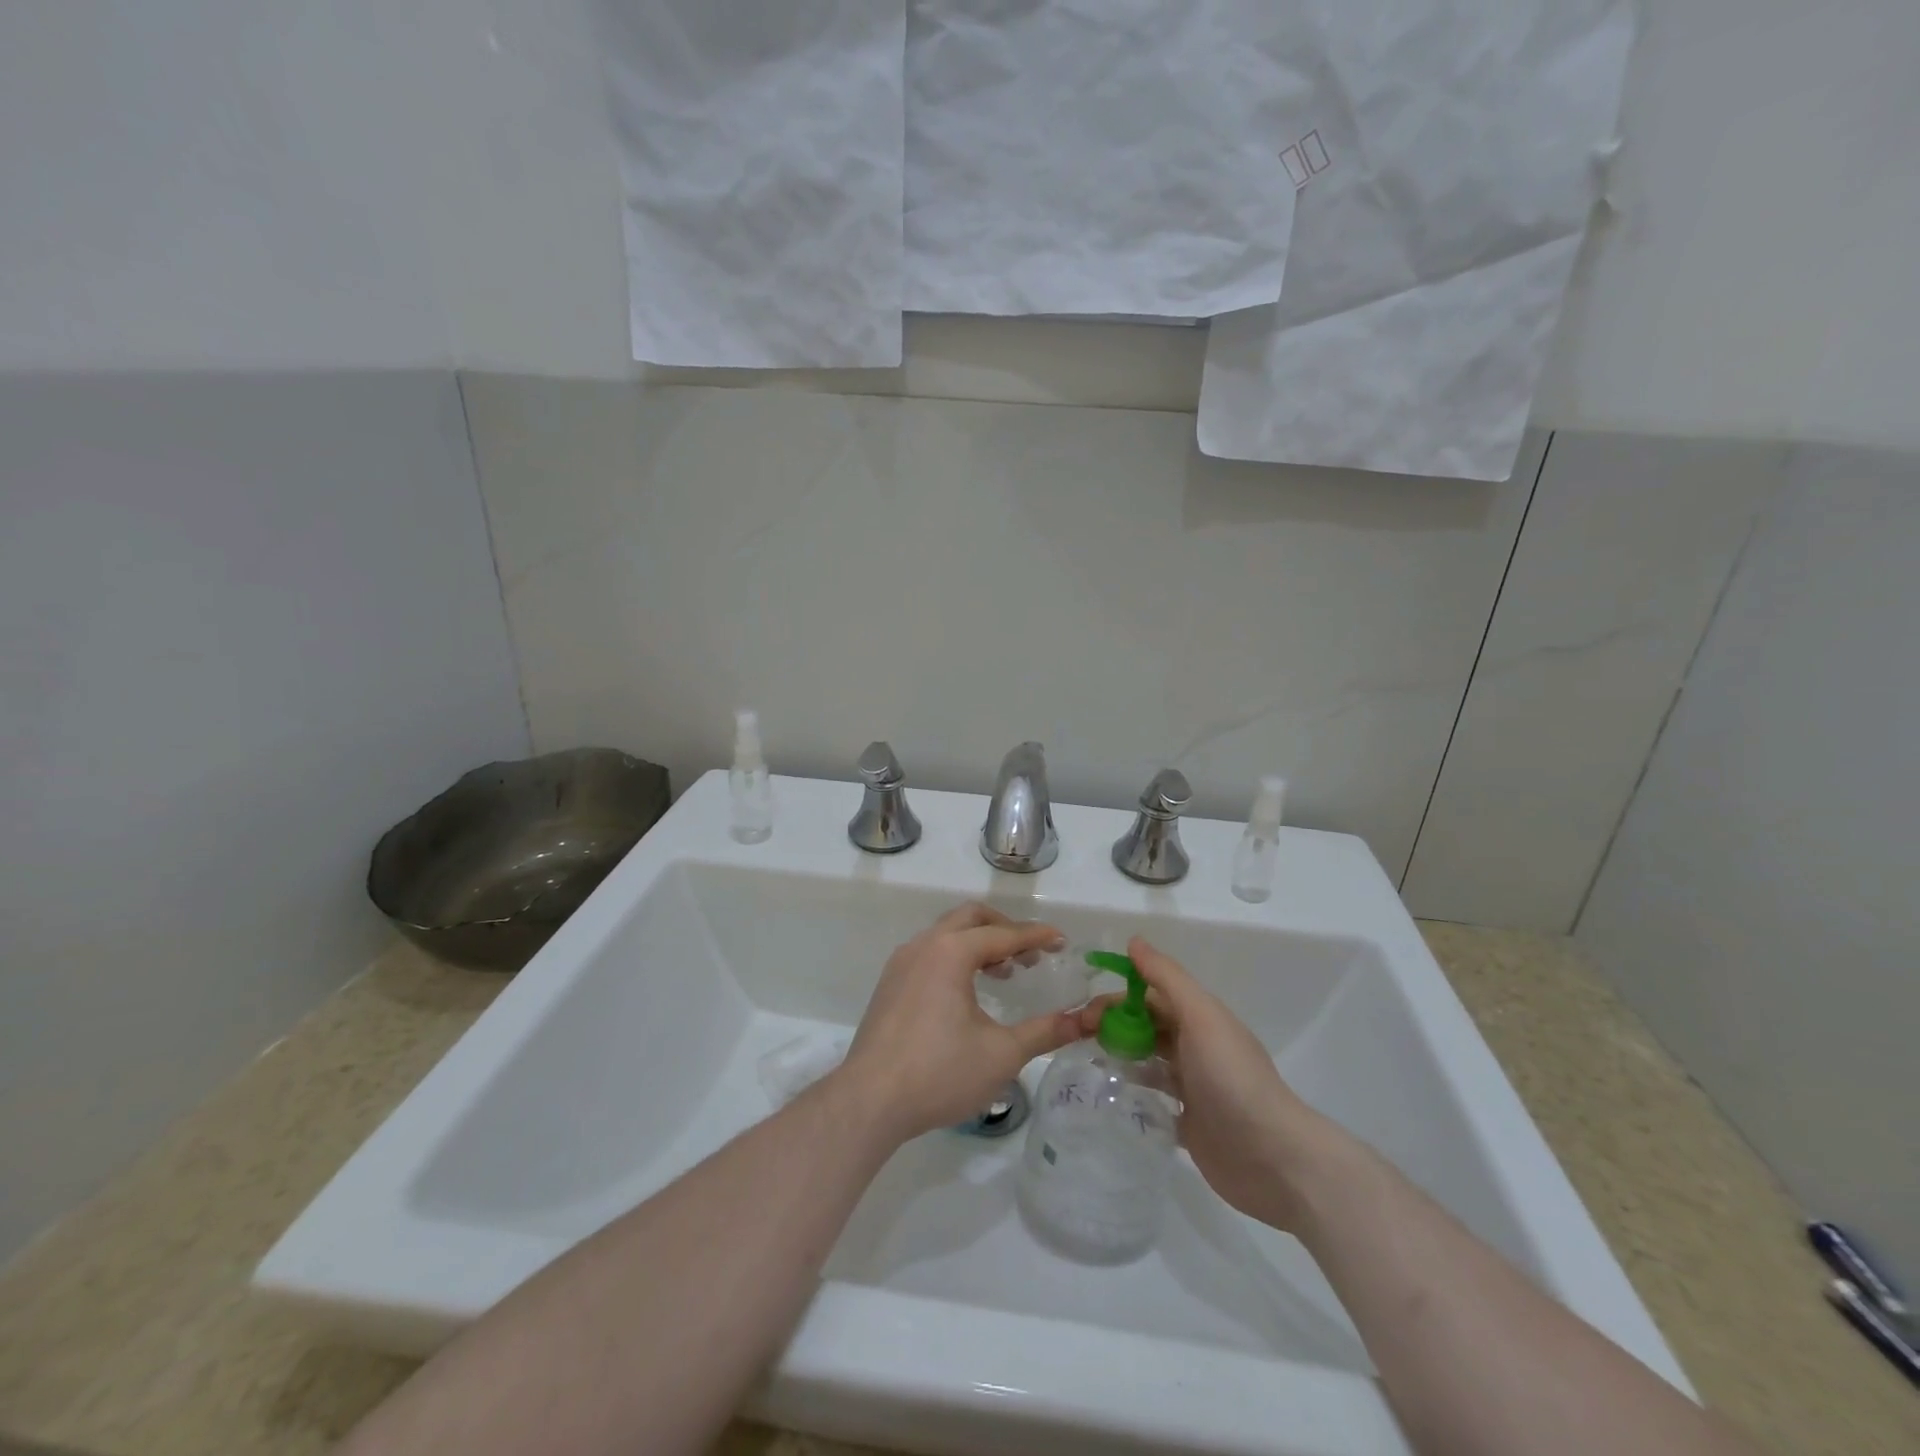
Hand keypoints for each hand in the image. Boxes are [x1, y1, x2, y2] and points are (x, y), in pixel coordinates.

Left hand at [839, 903, 1081, 1140]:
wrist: (869, 1100)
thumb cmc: (940, 1073)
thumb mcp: (1002, 1054)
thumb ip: (1045, 1031)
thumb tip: (1086, 1021)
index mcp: (951, 952)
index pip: (1003, 934)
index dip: (1036, 937)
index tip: (1062, 942)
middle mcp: (924, 946)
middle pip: (971, 918)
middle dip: (1005, 929)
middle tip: (1031, 955)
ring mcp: (901, 963)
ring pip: (947, 933)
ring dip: (978, 943)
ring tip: (1004, 973)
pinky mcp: (889, 983)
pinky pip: (929, 952)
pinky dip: (955, 957)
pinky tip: (967, 992)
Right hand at [1079, 937, 1335, 1229]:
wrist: (1273, 1159)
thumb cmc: (1232, 1079)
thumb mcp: (1201, 1017)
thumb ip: (1167, 978)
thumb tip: (1134, 941)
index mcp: (1200, 1018)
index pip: (1151, 994)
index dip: (1117, 995)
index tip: (1083, 1008)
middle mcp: (1196, 1047)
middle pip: (1146, 1025)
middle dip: (1112, 1024)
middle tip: (1076, 1037)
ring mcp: (1193, 1086)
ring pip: (1147, 1059)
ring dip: (1119, 1055)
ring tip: (1084, 1062)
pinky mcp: (1188, 1124)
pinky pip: (1153, 1099)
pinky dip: (1132, 1092)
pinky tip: (1107, 1096)